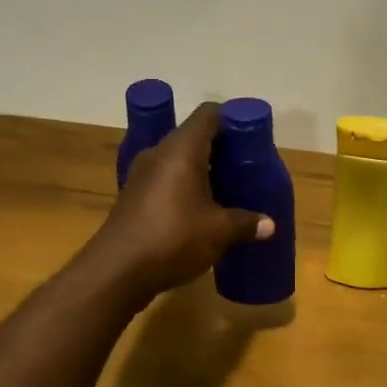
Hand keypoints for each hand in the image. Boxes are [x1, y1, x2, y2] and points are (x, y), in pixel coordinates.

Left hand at [90, 102, 271, 298]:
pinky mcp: (134, 197)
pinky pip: (166, 180)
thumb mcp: (218, 232)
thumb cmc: (172, 238)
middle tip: (245, 165)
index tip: (251, 136)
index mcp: (181, 149)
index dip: (232, 119)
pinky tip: (201, 208)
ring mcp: (142, 175)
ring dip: (202, 169)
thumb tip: (270, 225)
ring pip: (178, 160)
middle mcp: (159, 153)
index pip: (208, 114)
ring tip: (228, 187)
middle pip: (193, 136)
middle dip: (221, 148)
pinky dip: (185, 186)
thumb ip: (246, 223)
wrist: (116, 272)